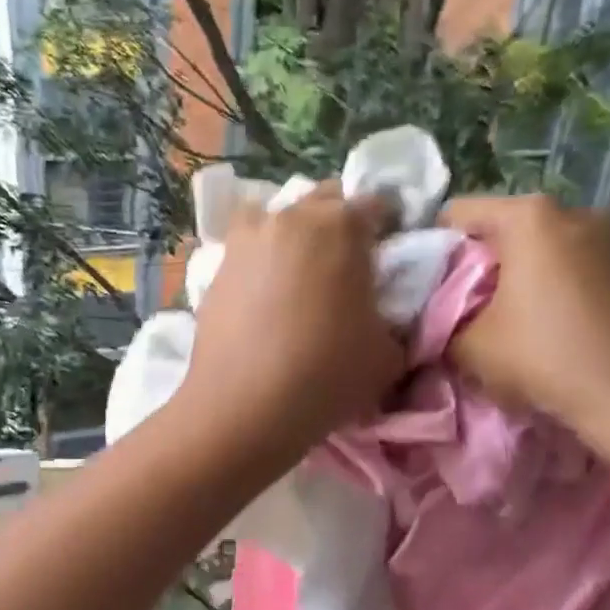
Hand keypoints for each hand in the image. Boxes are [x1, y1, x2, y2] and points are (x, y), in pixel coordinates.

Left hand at [179, 180, 404, 469]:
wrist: (243, 407)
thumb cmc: (326, 376)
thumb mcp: (388, 354)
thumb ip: (394, 320)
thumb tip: (382, 317)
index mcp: (343, 225)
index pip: (377, 204)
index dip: (387, 228)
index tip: (386, 258)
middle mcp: (291, 218)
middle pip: (323, 202)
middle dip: (338, 225)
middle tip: (343, 268)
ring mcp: (246, 241)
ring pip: (276, 219)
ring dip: (291, 236)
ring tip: (296, 277)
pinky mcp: (214, 270)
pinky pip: (244, 252)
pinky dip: (257, 264)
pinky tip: (259, 298)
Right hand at [441, 194, 609, 464]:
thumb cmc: (544, 356)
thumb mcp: (467, 346)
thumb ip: (439, 323)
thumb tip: (428, 319)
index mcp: (529, 217)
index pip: (455, 213)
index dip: (430, 248)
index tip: (423, 285)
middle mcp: (573, 210)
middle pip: (501, 228)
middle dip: (476, 262)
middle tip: (458, 305)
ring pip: (538, 247)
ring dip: (515, 275)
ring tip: (501, 317)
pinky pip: (570, 265)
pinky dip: (549, 285)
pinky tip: (543, 323)